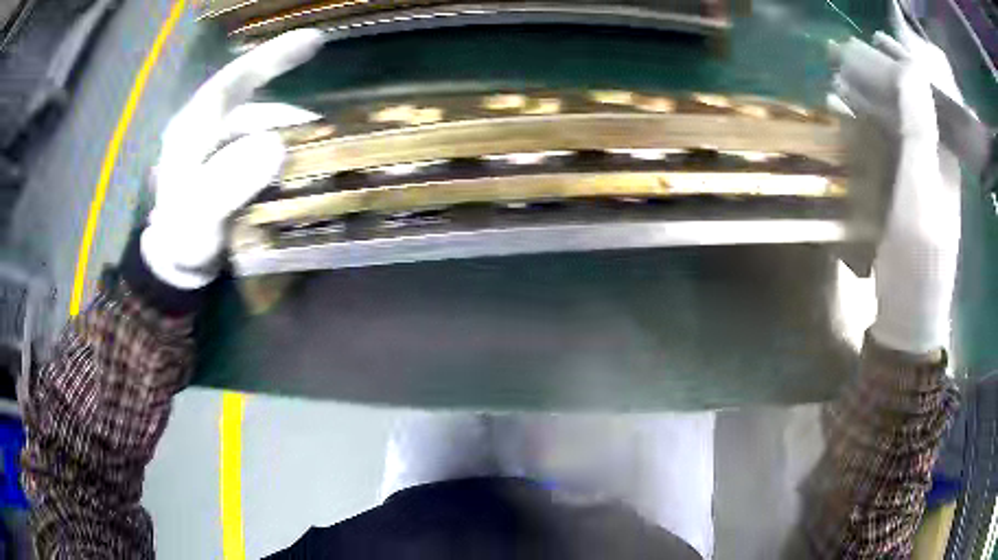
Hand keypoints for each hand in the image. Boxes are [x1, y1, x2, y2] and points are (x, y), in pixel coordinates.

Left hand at [142, 29, 325, 289]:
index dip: (272, 56)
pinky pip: (267, 146)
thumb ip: (227, 183)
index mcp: (193, 128)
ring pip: (265, 126)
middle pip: (257, 103)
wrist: (178, 264)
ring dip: (294, 137)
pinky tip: (302, 167)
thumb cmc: (184, 240)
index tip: (315, 41)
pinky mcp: (233, 161)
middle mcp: (209, 126)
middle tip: (327, 129)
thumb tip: (276, 144)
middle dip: (293, 113)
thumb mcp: (199, 217)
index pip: (233, 80)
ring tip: (321, 156)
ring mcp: (222, 143)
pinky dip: (288, 152)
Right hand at [832, 29, 961, 354]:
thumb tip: (909, 67)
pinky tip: (845, 119)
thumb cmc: (919, 259)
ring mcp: (917, 179)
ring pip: (895, 125)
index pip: (925, 94)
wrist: (909, 318)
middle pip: (908, 105)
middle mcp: (933, 161)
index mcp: (943, 155)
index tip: (873, 39)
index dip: (902, 61)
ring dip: (868, 99)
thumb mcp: (921, 191)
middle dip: (879, 76)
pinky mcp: (902, 196)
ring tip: (838, 79)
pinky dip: (865, 130)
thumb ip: (919, 129)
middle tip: (844, 54)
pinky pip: (884, 150)